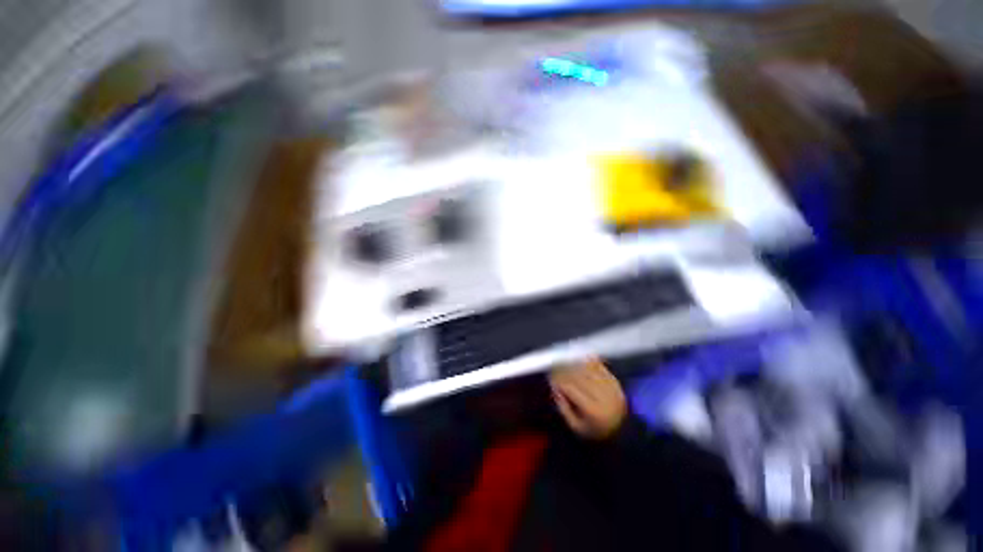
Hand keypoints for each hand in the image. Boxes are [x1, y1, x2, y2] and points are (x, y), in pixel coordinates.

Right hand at [550, 359, 626, 439]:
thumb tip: (554, 387)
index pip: (571, 388)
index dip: (558, 381)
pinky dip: (589, 361)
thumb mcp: (576, 427)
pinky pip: (600, 367)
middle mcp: (603, 396)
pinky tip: (579, 357)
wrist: (622, 432)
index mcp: (593, 410)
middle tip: (554, 366)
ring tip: (564, 361)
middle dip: (564, 369)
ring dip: (575, 363)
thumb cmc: (595, 430)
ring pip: (589, 369)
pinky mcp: (616, 382)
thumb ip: (563, 407)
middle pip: (579, 376)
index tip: (550, 377)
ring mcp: (611, 387)